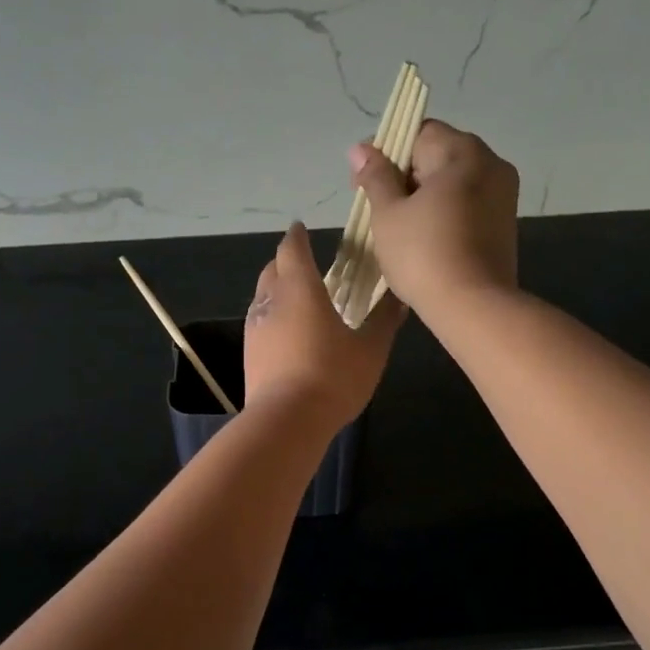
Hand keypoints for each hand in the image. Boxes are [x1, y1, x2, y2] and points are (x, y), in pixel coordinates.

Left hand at [243, 223, 403, 428]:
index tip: (302, 229)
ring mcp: (255, 328)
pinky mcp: (249, 354)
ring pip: (262, 297)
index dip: (297, 237)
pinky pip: (259, 323)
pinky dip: (272, 317)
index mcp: (300, 289)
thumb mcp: (371, 349)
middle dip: (285, 261)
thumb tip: (400, 297)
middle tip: (304, 263)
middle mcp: (271, 301)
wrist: (287, 421)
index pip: (292, 249)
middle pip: (272, 269)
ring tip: (297, 298)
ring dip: (276, 290)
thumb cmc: (333, 377)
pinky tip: (287, 333)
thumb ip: (384, 320)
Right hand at [349, 119, 518, 311]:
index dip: (386, 151)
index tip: (363, 181)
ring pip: (453, 182)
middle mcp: (491, 164)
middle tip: (376, 207)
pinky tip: (423, 239)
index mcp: (463, 152)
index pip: (418, 132)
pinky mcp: (505, 224)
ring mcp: (503, 195)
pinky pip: (467, 204)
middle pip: (438, 155)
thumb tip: (361, 148)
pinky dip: (443, 212)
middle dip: (404, 175)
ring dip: (423, 196)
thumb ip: (375, 176)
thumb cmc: (423, 254)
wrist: (473, 307)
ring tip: (397, 227)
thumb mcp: (388, 214)